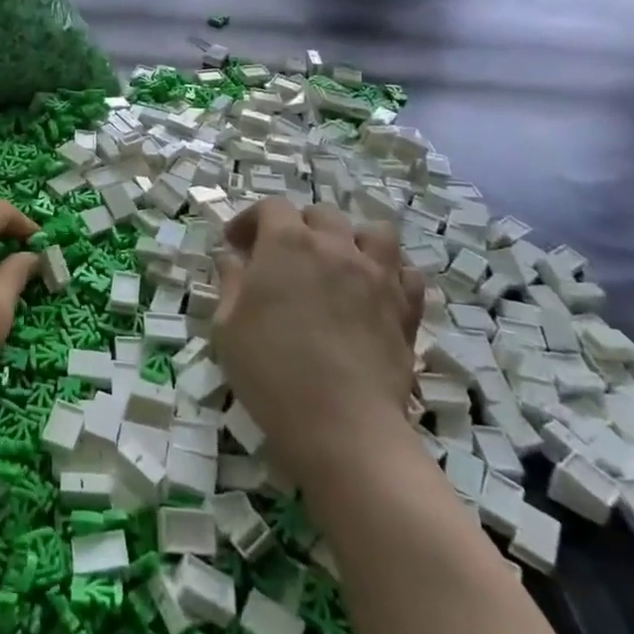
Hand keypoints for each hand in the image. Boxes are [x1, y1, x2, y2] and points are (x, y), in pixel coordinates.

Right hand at [213, 200, 424, 478]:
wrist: (342, 425)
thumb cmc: (271, 371)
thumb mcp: (227, 325)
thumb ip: (231, 282)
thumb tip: (234, 259)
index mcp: (287, 243)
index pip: (270, 207)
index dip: (250, 220)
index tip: (236, 245)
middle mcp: (335, 246)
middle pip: (321, 215)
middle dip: (297, 227)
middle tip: (282, 258)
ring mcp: (377, 274)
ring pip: (373, 232)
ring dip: (352, 240)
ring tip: (338, 264)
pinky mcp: (406, 307)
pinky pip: (406, 272)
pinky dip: (390, 273)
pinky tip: (374, 292)